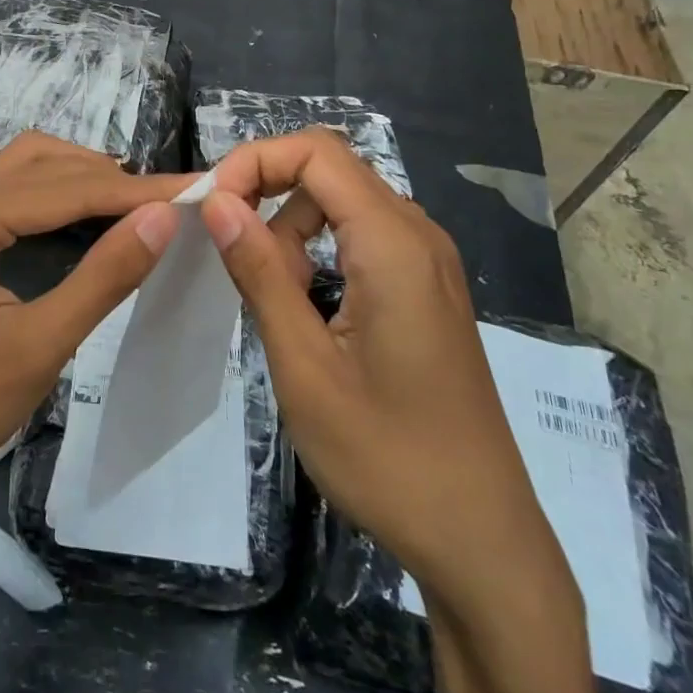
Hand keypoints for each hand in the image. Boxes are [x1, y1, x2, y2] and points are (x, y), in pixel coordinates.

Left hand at [0, 133, 195, 520]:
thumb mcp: (43, 344)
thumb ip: (105, 274)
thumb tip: (163, 215)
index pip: (64, 190)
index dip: (135, 190)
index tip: (195, 186)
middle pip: (41, 168)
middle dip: (110, 180)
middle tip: (172, 198)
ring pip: (21, 167)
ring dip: (78, 175)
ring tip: (134, 198)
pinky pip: (3, 188)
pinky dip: (48, 189)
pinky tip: (82, 209)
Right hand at [200, 129, 568, 618]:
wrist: (480, 540)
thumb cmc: (386, 457)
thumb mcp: (303, 365)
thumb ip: (260, 272)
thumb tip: (217, 201)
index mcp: (393, 245)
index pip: (316, 152)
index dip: (254, 162)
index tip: (212, 209)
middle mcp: (419, 236)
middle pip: (329, 169)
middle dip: (267, 192)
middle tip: (231, 254)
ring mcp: (428, 263)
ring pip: (343, 203)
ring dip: (291, 228)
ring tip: (275, 297)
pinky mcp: (426, 290)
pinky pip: (362, 237)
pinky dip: (320, 251)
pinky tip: (309, 307)